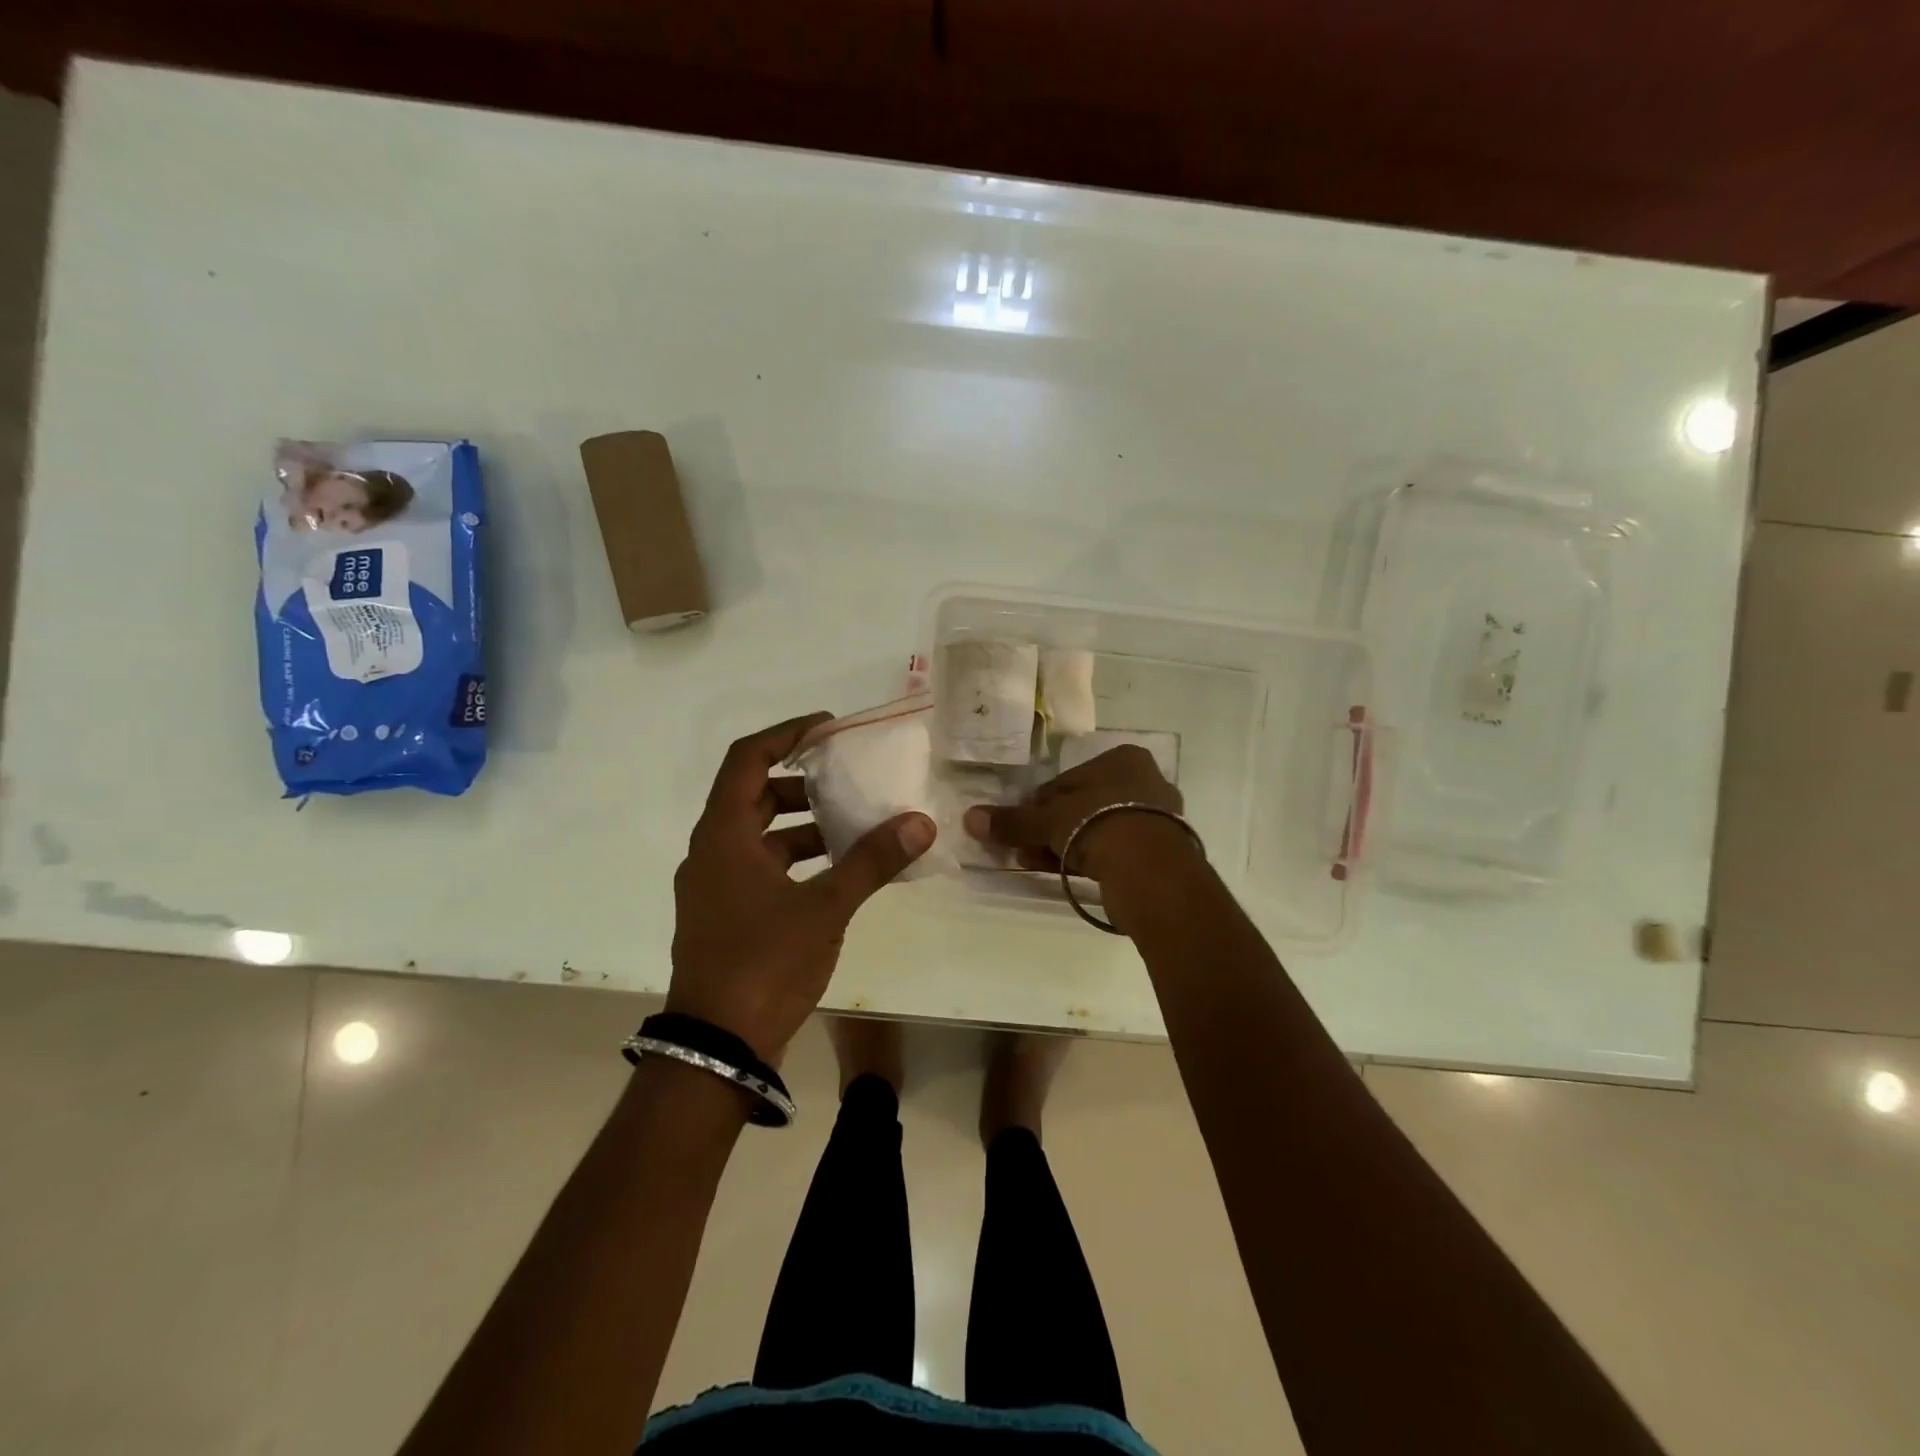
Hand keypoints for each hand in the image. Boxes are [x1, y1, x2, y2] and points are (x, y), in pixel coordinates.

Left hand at [667, 712, 936, 1061]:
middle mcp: (711, 852)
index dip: (786, 734)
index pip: (747, 759)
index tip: (828, 728)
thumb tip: (920, 822)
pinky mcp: (725, 915)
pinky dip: (796, 859)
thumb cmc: (764, 963)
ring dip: (803, 825)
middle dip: (802, 782)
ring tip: (854, 826)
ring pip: (760, 835)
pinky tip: (837, 873)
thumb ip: (872, 861)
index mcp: (722, 836)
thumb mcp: (825, 907)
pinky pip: (761, 867)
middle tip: (848, 778)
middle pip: (754, 795)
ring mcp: (715, 887)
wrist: (718, 1048)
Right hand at [963, 744, 1189, 884]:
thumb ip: (1012, 820)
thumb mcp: (1048, 820)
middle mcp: (1145, 781)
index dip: (1040, 803)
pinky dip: (1089, 858)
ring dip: (1066, 845)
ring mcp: (1158, 817)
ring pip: (1098, 828)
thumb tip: (969, 818)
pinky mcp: (1162, 850)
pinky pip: (1115, 850)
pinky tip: (1064, 872)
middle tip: (1025, 848)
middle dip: (1052, 827)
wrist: (1149, 867)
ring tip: (1036, 862)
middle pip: (1084, 804)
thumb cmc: (1097, 822)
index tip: (1023, 824)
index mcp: (1123, 759)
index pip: (1068, 779)